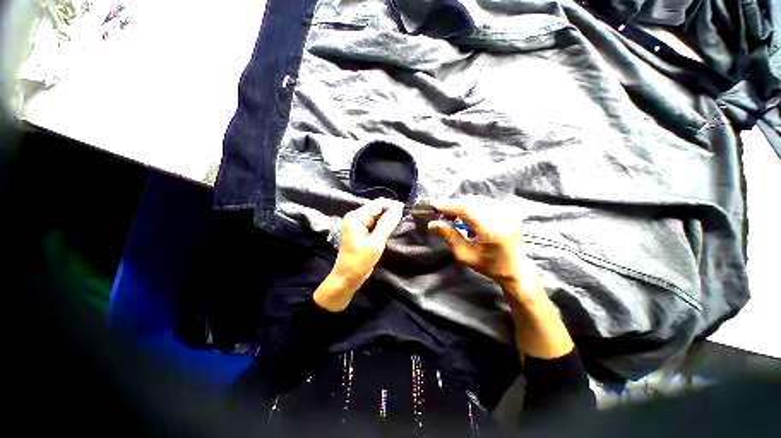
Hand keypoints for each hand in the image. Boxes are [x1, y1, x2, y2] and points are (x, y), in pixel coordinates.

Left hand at [314, 198, 403, 311]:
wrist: (347, 278)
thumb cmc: (360, 261)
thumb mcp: (376, 243)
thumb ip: (387, 224)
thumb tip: (398, 209)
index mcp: (356, 217)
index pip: (377, 204)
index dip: (392, 205)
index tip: (406, 211)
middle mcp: (355, 216)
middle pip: (376, 207)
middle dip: (390, 211)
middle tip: (404, 218)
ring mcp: (357, 223)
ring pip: (376, 215)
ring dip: (387, 218)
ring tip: (400, 223)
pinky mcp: (360, 230)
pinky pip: (374, 222)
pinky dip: (383, 224)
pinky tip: (391, 228)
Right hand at [430, 196, 573, 358]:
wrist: (518, 275)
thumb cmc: (491, 270)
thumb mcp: (465, 256)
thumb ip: (449, 236)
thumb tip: (432, 223)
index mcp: (492, 229)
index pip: (465, 208)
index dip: (448, 205)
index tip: (433, 206)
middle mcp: (502, 216)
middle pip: (471, 202)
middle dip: (453, 205)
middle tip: (439, 213)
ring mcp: (508, 214)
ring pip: (478, 202)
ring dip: (462, 207)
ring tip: (450, 216)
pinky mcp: (509, 215)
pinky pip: (484, 205)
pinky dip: (471, 208)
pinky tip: (465, 218)